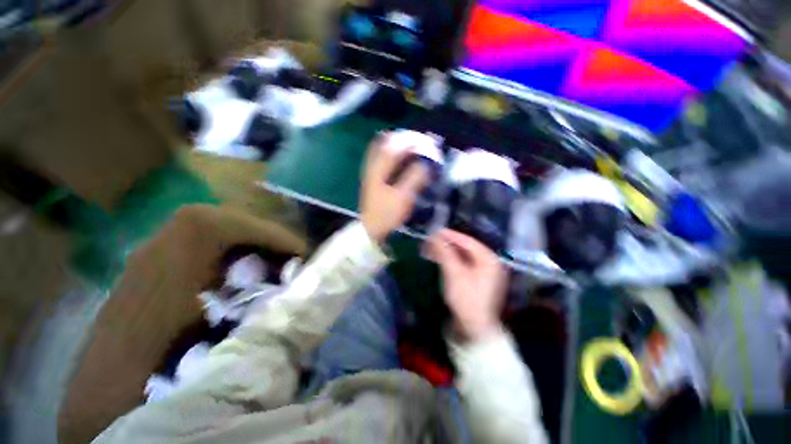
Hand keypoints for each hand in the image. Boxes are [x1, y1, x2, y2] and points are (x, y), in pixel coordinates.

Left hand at [360, 132, 428, 241]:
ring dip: (396, 144)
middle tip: (418, 139)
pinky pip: (380, 159)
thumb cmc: (386, 213)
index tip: (424, 142)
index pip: (394, 148)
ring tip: (410, 143)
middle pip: (385, 143)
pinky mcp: (373, 179)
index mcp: (379, 170)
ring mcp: (371, 172)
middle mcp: (373, 167)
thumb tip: (425, 164)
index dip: (410, 142)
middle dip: (402, 138)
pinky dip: (390, 153)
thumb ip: (414, 179)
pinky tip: (398, 157)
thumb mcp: (403, 198)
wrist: (371, 228)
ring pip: (381, 150)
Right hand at [427, 229, 507, 341]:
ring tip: (430, 249)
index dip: (450, 235)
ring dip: (446, 252)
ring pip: (461, 256)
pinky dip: (450, 261)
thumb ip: (445, 252)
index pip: (467, 241)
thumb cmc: (466, 299)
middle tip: (430, 241)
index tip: (435, 231)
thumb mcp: (454, 273)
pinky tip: (438, 259)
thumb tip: (435, 235)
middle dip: (446, 244)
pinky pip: (462, 265)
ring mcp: (483, 272)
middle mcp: (488, 263)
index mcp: (488, 259)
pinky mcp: (476, 279)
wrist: (474, 329)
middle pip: (464, 248)